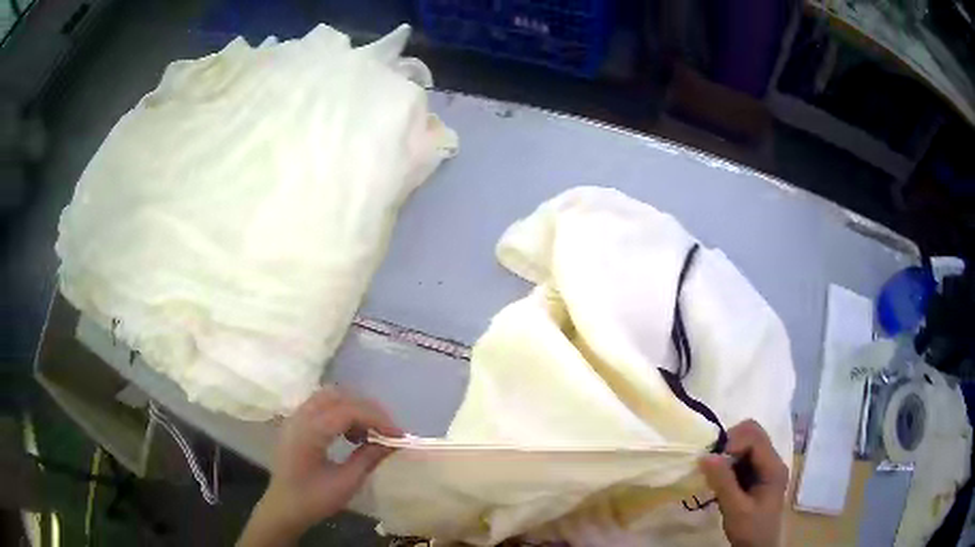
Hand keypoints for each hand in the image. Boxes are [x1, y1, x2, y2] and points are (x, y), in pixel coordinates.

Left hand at [238, 386, 402, 546]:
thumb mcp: (346, 483)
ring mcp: (296, 417)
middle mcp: (300, 416)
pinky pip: (322, 405)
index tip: (398, 435)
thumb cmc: (313, 500)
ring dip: (354, 409)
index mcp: (310, 431)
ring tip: (370, 433)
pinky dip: (341, 412)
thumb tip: (392, 443)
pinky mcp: (296, 423)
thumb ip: (368, 458)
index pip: (349, 410)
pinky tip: (351, 434)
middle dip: (367, 409)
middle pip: (339, 396)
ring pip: (330, 397)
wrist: (283, 508)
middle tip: (388, 430)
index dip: (378, 419)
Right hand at [699, 420, 788, 546]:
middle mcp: (772, 461)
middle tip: (711, 461)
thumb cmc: (750, 530)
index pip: (755, 438)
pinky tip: (719, 478)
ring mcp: (766, 466)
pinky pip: (743, 457)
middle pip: (753, 434)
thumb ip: (723, 482)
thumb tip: (706, 456)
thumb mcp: (735, 509)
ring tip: (713, 471)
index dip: (732, 441)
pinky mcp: (757, 474)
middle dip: (730, 442)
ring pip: (747, 443)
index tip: (711, 459)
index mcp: (773, 467)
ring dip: (728, 452)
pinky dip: (729, 462)